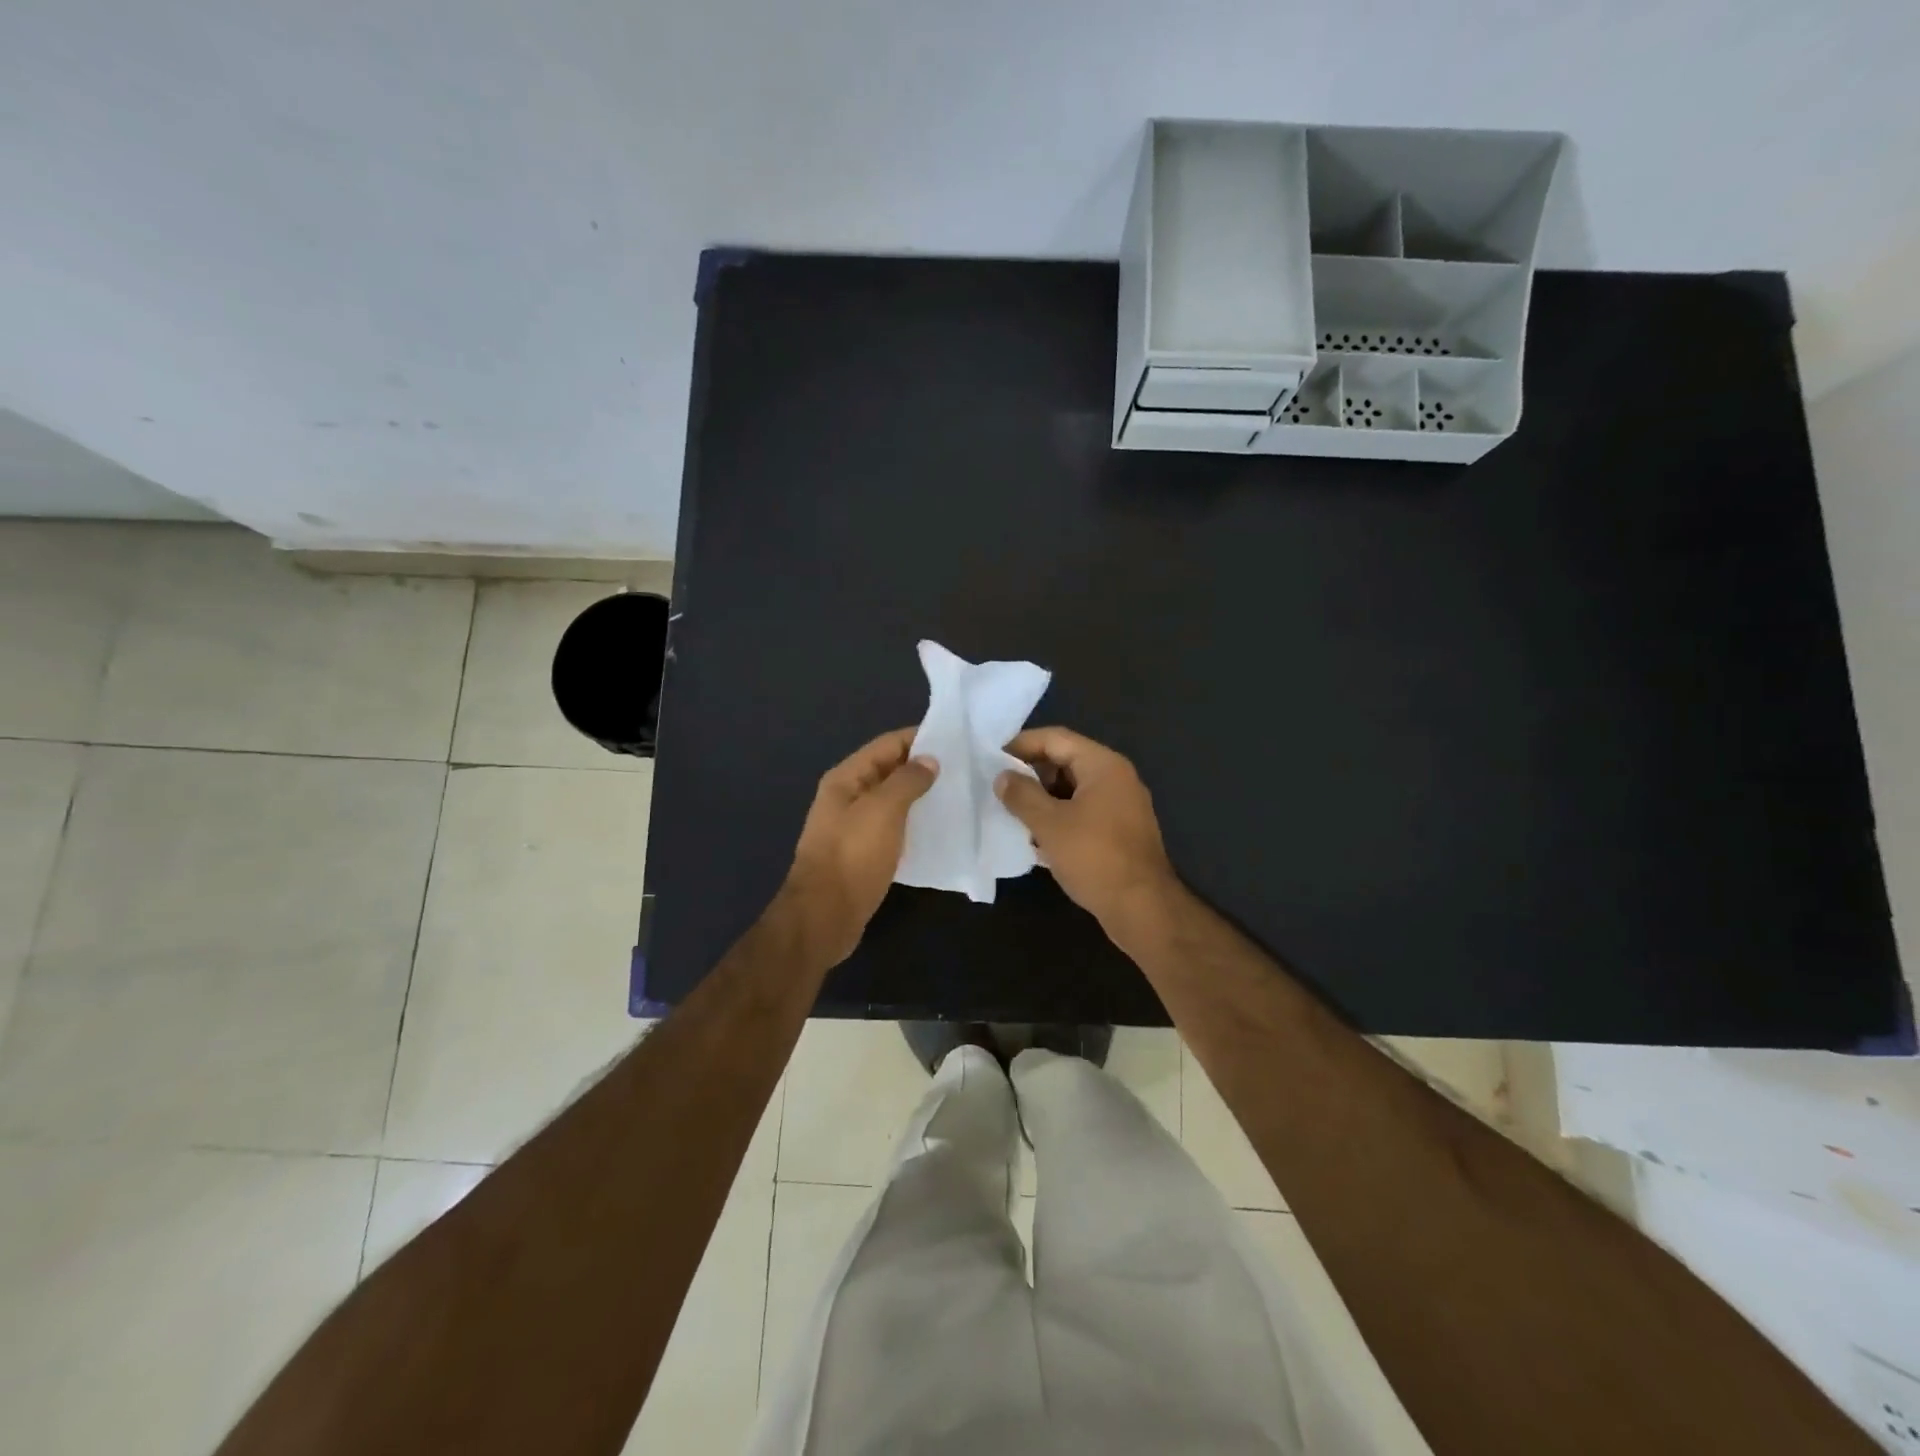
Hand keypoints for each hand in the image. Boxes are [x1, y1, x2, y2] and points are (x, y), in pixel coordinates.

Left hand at [783, 728, 937, 964]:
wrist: (825, 916)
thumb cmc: (853, 856)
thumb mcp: (883, 811)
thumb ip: (907, 781)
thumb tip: (929, 760)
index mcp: (846, 779)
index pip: (886, 745)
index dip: (918, 738)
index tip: (955, 739)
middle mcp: (847, 797)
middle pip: (888, 771)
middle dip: (922, 766)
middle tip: (963, 767)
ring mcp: (853, 827)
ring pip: (892, 801)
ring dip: (920, 796)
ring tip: (957, 794)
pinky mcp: (863, 853)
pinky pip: (893, 827)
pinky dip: (914, 823)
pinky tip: (938, 828)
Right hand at [995, 727, 1179, 939]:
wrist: (1142, 909)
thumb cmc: (1094, 858)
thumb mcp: (1049, 824)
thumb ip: (1022, 795)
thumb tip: (1002, 777)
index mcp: (1103, 765)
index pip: (1055, 739)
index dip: (1021, 745)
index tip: (992, 761)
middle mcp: (1116, 778)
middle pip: (1065, 762)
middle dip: (1031, 775)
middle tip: (999, 791)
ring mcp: (1121, 806)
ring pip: (1072, 791)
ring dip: (1043, 800)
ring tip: (1012, 816)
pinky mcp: (1120, 832)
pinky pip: (1083, 813)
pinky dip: (1059, 819)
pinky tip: (1036, 840)